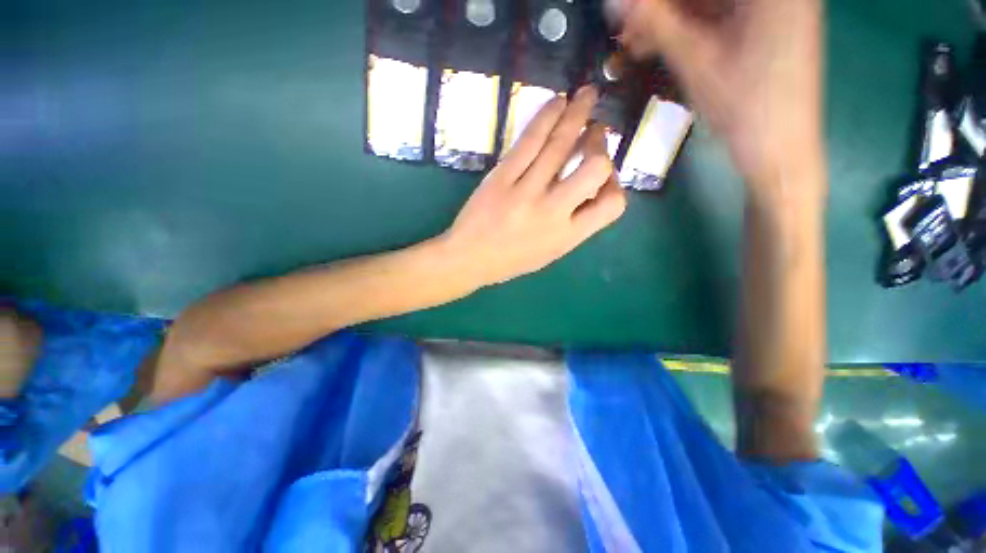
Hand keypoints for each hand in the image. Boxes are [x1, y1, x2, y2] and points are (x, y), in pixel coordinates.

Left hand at [440, 86, 626, 287]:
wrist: (469, 259)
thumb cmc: (510, 260)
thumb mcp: (549, 252)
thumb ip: (573, 225)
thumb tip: (590, 188)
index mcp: (567, 237)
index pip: (612, 205)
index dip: (616, 184)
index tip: (604, 174)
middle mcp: (552, 213)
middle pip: (594, 168)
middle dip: (600, 143)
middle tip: (595, 131)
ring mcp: (526, 193)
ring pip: (560, 145)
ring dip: (578, 114)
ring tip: (586, 95)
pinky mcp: (501, 178)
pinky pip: (529, 141)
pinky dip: (546, 117)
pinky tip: (557, 102)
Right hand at [610, 0, 826, 206]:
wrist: (777, 146)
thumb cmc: (744, 104)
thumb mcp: (696, 61)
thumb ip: (656, 24)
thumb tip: (617, 3)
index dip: (660, 0)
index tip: (630, 11)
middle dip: (663, 8)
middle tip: (630, 30)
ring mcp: (773, 7)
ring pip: (709, 3)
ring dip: (670, 20)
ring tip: (637, 43)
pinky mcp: (764, 27)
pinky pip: (719, 16)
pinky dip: (688, 29)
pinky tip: (659, 45)